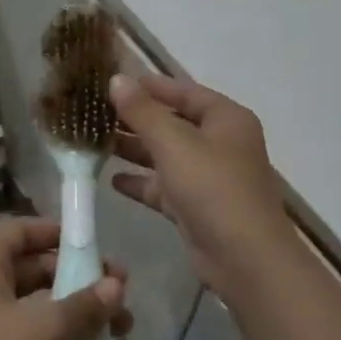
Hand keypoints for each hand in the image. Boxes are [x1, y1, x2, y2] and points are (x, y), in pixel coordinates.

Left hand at [0, 217, 130, 339]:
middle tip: (120, 291)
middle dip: (79, 278)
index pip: (20, 230)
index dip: (56, 232)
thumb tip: (117, 284)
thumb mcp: (42, 331)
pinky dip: (61, 339)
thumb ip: (83, 306)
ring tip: (122, 326)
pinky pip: (32, 335)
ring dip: (77, 312)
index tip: (93, 244)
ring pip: (38, 305)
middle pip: (35, 267)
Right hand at [109, 73, 297, 297]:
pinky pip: (165, 186)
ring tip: (96, 142)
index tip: (111, 81)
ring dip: (135, 149)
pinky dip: (142, 181)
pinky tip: (112, 179)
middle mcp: (220, 142)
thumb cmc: (212, 188)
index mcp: (225, 118)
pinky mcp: (198, 207)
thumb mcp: (173, 142)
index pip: (182, 91)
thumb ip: (142, 111)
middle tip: (96, 112)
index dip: (148, 85)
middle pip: (173, 122)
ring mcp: (210, 177)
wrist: (245, 260)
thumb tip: (117, 79)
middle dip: (136, 118)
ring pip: (166, 155)